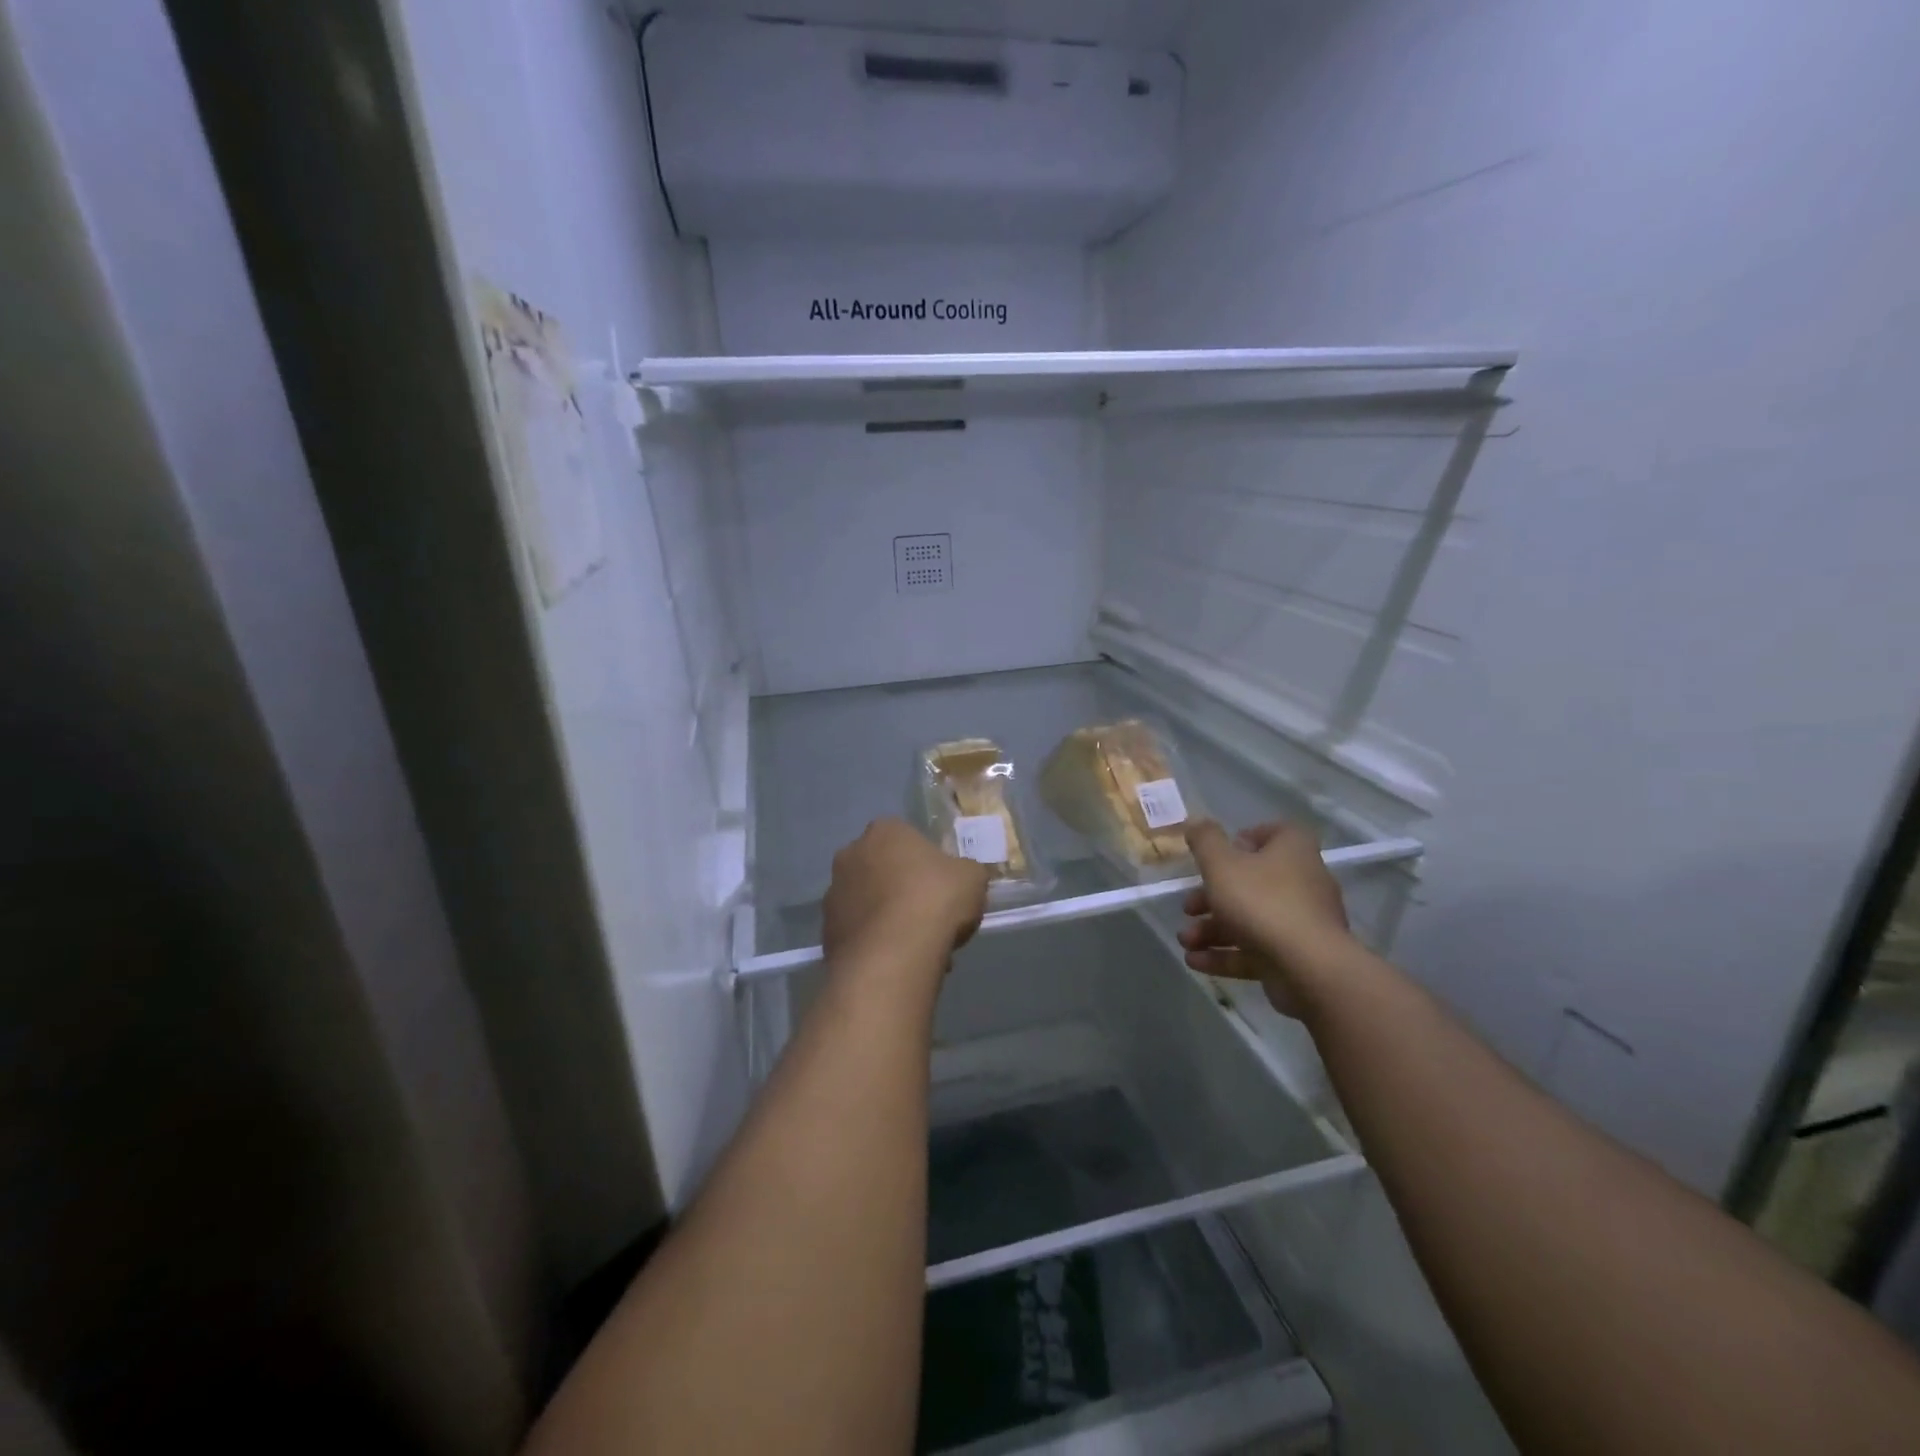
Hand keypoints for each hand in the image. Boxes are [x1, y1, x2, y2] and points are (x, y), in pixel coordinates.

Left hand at [823, 819, 988, 973]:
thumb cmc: (935, 900)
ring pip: (869, 903)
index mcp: (885, 831)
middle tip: (930, 916)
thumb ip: (965, 871)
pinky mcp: (826, 932)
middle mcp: (851, 855)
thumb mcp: (973, 877)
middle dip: (902, 890)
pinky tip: (899, 962)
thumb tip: (960, 877)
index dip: (926, 863)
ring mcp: (834, 894)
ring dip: (887, 919)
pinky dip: (876, 944)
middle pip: (883, 870)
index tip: (942, 887)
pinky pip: (859, 934)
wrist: (893, 955)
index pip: (906, 839)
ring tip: (917, 947)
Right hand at [1179, 820, 1351, 1013]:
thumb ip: (1205, 841)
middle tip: (1187, 907)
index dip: (1245, 840)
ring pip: (1251, 920)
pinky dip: (1226, 955)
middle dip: (1212, 897)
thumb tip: (1195, 820)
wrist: (1309, 969)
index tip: (1216, 856)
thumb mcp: (1221, 864)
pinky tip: (1195, 961)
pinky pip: (1257, 950)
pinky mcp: (1297, 957)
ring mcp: (1302, 923)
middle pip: (1252, 882)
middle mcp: (1303, 882)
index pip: (1275, 833)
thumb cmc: (1262, 902)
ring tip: (1185, 941)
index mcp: (1292, 851)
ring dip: (1212, 929)